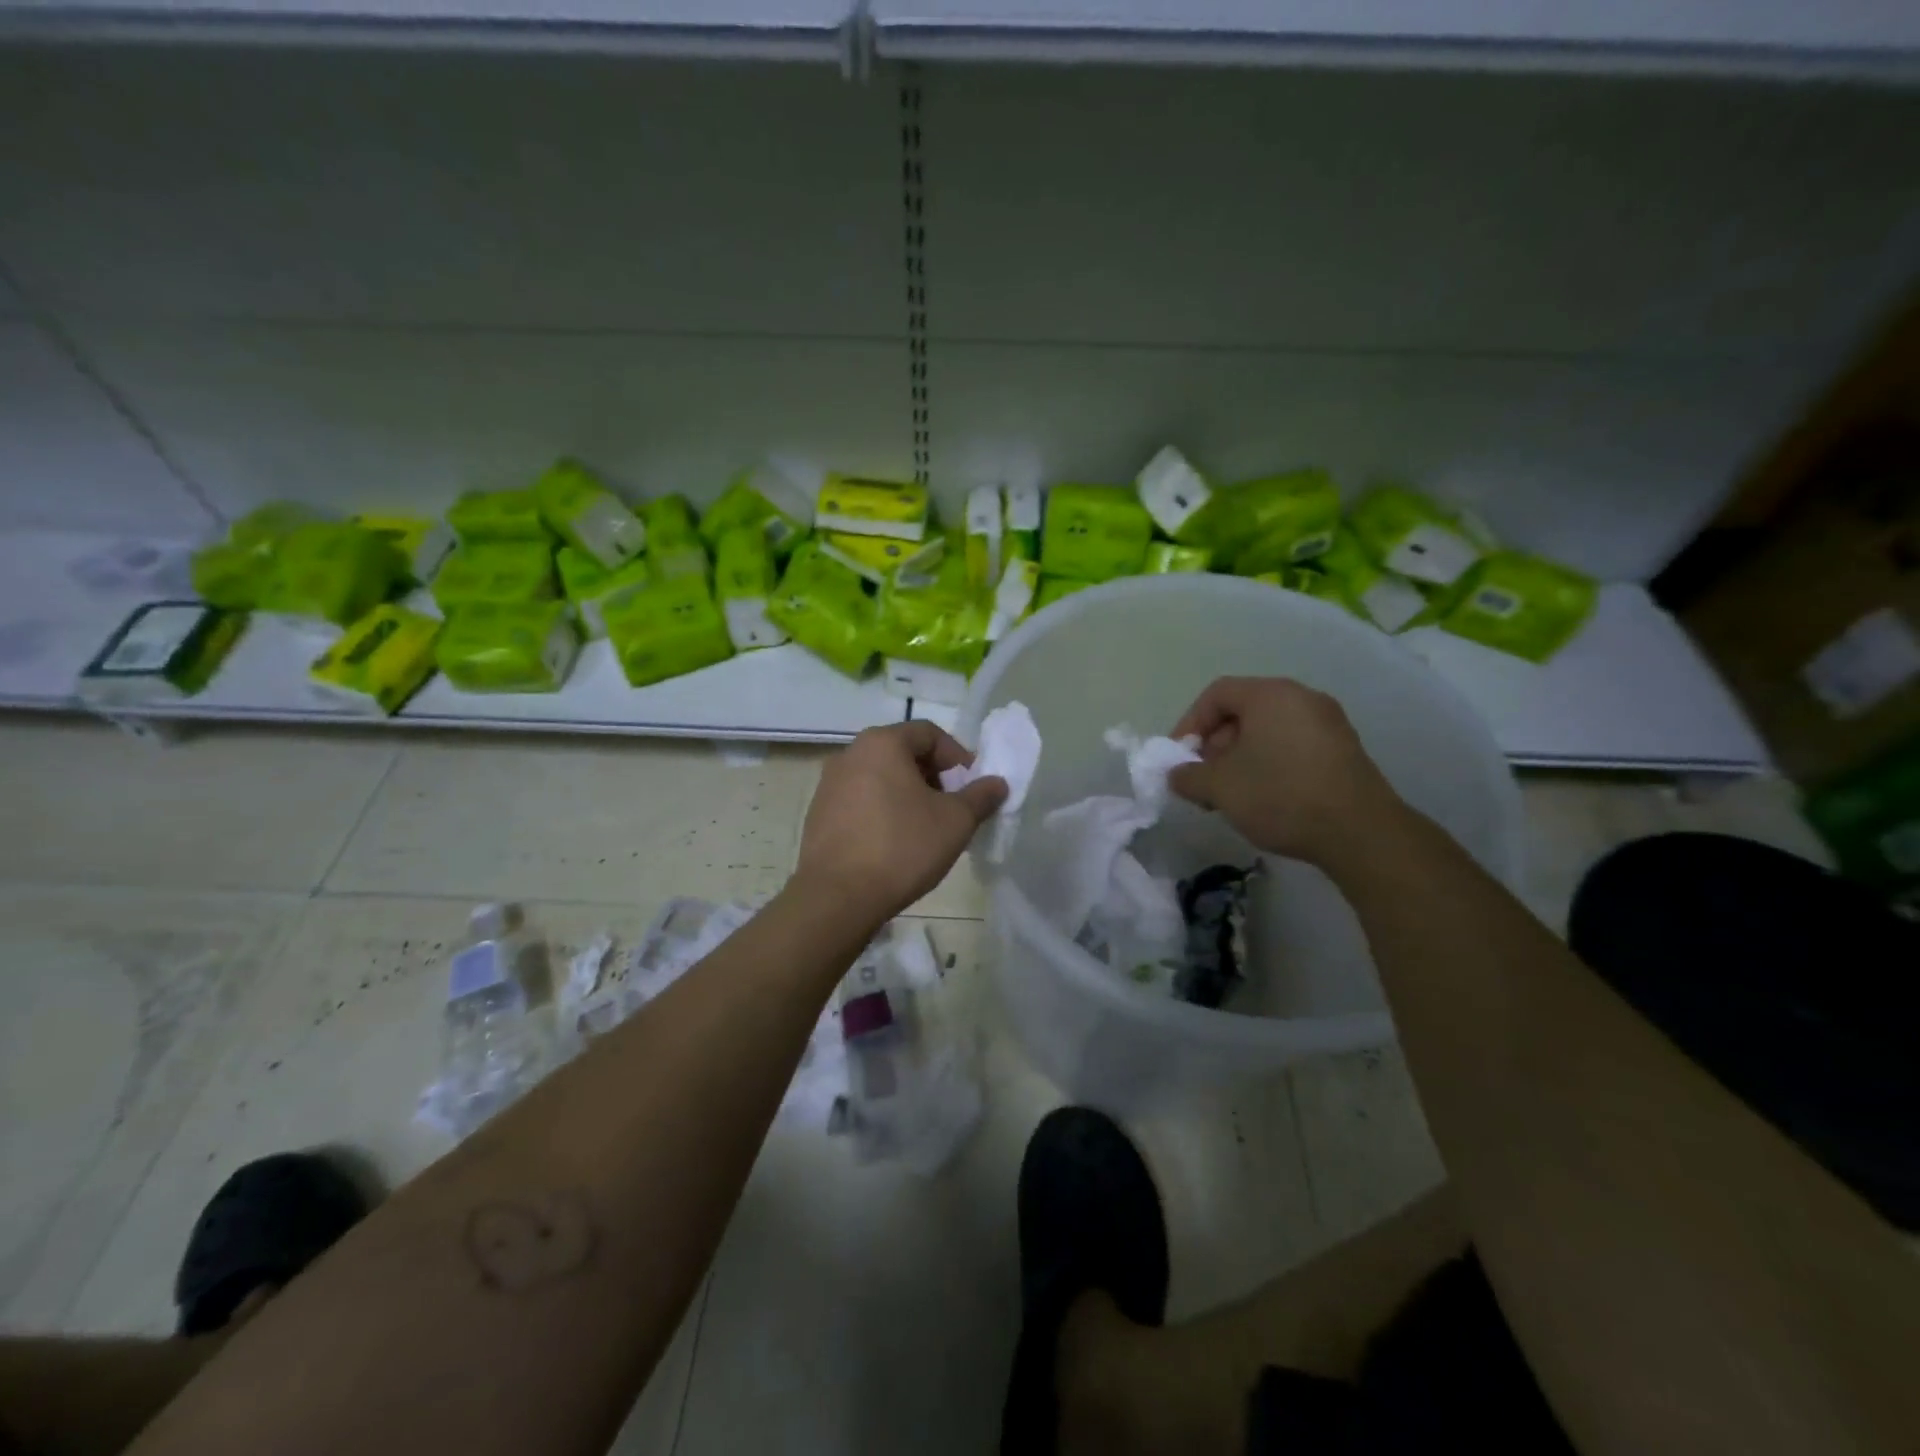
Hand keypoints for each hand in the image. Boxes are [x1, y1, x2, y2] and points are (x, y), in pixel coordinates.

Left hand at [794, 721, 1008, 929]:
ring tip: (925, 829)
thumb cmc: (902, 847)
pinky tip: (894, 844)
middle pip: (902, 753)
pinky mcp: (818, 814)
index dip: (957, 756)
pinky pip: (860, 801)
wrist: (837, 897)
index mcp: (882, 743)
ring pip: (880, 778)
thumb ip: (980, 796)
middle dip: (933, 777)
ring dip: (908, 795)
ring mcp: (828, 784)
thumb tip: (997, 783)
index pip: (929, 733)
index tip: (971, 787)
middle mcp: (850, 754)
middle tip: (952, 808)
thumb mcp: (955, 822)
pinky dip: (882, 811)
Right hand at [1168, 677, 1403, 867]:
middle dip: (1215, 744)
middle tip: (1203, 778)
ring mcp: (1328, 723)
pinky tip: (1264, 797)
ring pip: (1268, 730)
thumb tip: (1175, 775)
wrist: (1359, 832)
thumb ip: (1188, 776)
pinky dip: (1269, 763)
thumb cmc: (1280, 795)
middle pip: (1243, 711)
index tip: (1179, 758)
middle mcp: (1302, 698)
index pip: (1217, 694)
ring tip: (1231, 794)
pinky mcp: (1343, 750)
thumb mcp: (1219, 787)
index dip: (1189, 723)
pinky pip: (1293, 745)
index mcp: (1270, 694)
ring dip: (1240, 757)